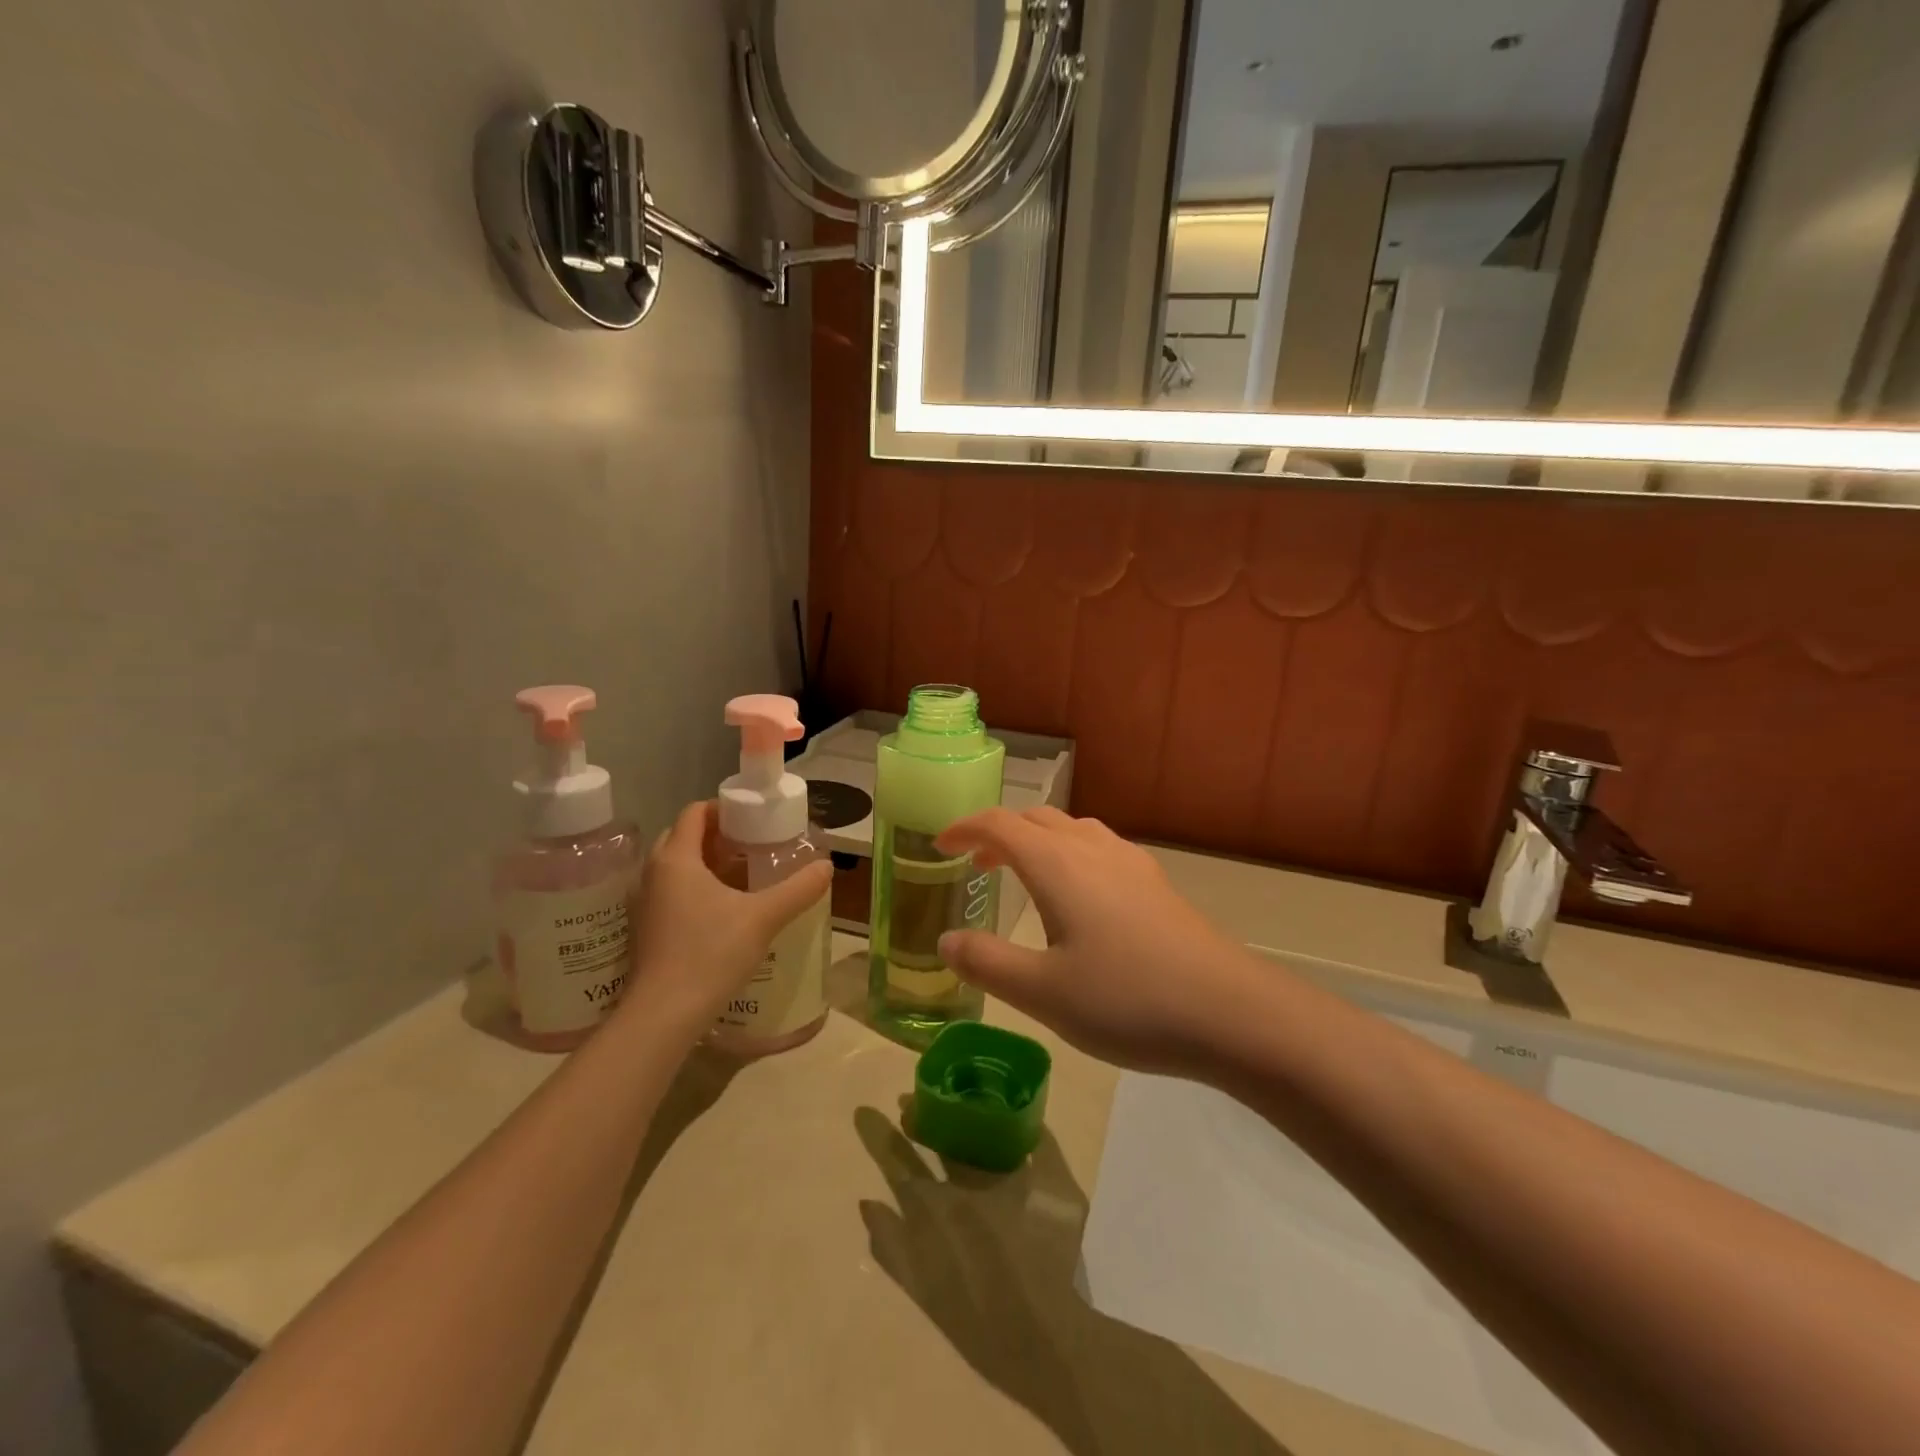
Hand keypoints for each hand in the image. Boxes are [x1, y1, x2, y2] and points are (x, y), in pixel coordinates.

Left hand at [620, 800, 832, 1036]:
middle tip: (752, 844)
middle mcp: (654, 874)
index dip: (724, 808)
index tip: (754, 818)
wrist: (664, 1014)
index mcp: (677, 859)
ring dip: (707, 862)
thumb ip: (798, 889)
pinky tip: (726, 909)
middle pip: (684, 836)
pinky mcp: (647, 929)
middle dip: (717, 835)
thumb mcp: (763, 917)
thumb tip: (827, 867)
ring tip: (744, 874)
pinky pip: (673, 891)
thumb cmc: (710, 953)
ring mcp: (646, 903)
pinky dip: (697, 887)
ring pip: (677, 866)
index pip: (695, 812)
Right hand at [934, 808, 1265, 1075]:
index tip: (939, 845)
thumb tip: (946, 941)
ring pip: (1072, 830)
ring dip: (1038, 841)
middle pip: (1036, 819)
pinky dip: (1071, 855)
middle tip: (976, 863)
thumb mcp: (1043, 992)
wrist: (1230, 1011)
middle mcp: (1093, 850)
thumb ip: (987, 963)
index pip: (999, 824)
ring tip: (1025, 874)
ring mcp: (1131, 864)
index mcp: (1058, 865)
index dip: (964, 828)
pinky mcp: (1157, 885)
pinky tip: (1081, 896)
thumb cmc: (1127, 999)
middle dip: (999, 833)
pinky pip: (1100, 848)